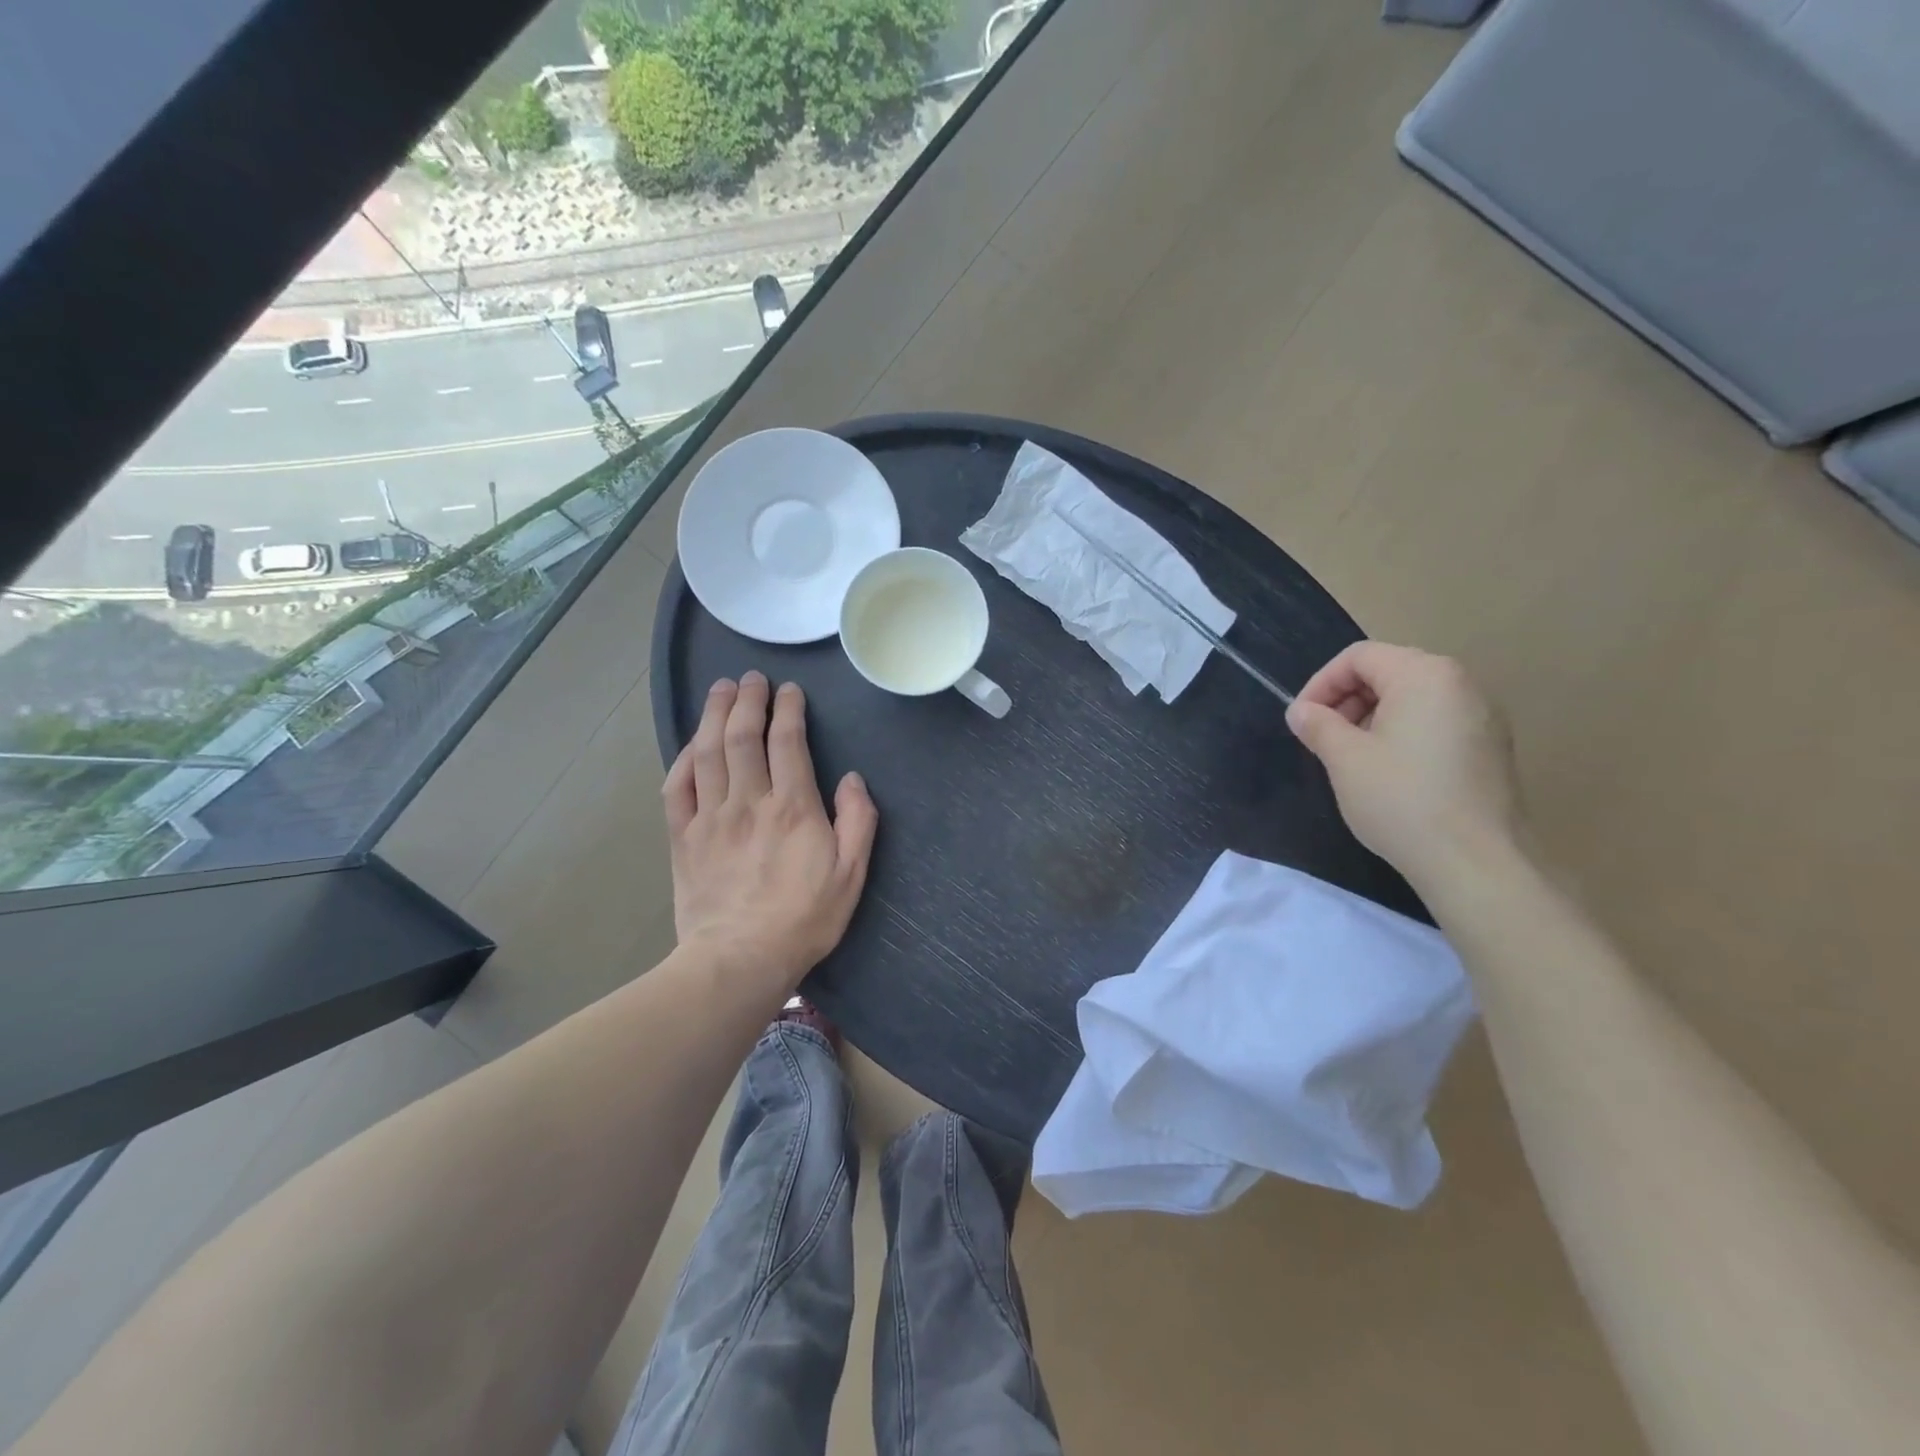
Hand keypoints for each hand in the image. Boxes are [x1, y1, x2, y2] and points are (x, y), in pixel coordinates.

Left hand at [663, 672, 877, 992]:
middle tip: (750, 678)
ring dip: (713, 715)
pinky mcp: (683, 837)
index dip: (788, 709)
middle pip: (741, 736)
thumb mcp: (852, 874)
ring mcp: (710, 817)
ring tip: (720, 690)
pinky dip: (683, 759)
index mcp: (792, 807)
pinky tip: (690, 745)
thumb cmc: (804, 918)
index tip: (789, 690)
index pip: (787, 741)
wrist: (740, 960)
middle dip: (747, 700)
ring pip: (707, 752)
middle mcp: (748, 801)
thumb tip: (852, 779)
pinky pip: (677, 787)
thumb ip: (858, 820)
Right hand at [1286, 642, 1522, 891]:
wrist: (1475, 861)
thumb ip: (1317, 725)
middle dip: (1346, 699)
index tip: (1302, 720)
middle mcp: (1460, 683)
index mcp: (1424, 674)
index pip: (1359, 657)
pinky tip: (1388, 772)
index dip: (1321, 683)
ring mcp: (1483, 715)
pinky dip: (1402, 733)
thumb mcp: (1344, 759)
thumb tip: (1301, 711)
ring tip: (1352, 757)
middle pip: (1388, 671)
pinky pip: (1435, 721)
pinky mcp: (1490, 746)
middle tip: (1323, 738)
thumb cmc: (1401, 799)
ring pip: (1412, 698)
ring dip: (1372, 717)